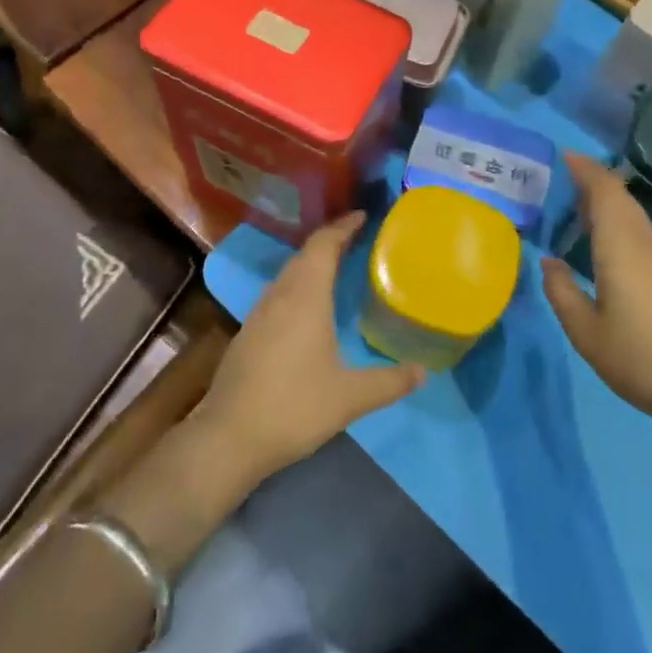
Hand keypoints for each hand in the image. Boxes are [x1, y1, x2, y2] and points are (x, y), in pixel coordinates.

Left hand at [193, 213, 425, 491]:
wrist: (228, 436)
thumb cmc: (293, 407)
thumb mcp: (350, 398)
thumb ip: (389, 382)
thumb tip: (423, 372)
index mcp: (305, 297)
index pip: (323, 245)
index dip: (343, 226)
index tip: (363, 216)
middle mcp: (280, 296)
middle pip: (305, 254)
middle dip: (331, 241)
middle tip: (358, 238)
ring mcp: (259, 313)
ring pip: (289, 274)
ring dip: (312, 263)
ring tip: (338, 266)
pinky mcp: (248, 333)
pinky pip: (279, 293)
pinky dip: (299, 284)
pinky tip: (310, 306)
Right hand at [541, 154, 651, 424]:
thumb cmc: (638, 359)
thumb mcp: (585, 332)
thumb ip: (561, 292)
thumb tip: (549, 261)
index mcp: (622, 250)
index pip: (606, 193)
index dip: (586, 170)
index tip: (563, 156)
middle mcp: (646, 245)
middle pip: (622, 199)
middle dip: (593, 181)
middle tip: (560, 180)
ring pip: (633, 216)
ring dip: (606, 203)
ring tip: (574, 209)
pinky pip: (641, 234)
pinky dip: (618, 223)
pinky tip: (603, 244)